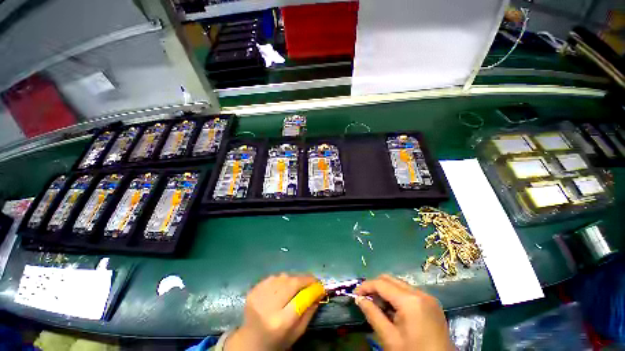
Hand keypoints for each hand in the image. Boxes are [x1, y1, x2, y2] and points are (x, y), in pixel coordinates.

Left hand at [225, 273, 320, 350]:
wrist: (249, 341)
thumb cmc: (277, 340)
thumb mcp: (297, 333)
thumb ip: (309, 312)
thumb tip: (319, 293)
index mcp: (280, 322)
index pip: (300, 298)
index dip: (312, 288)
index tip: (319, 285)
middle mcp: (268, 307)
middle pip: (291, 283)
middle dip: (304, 279)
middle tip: (311, 280)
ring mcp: (258, 296)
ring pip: (282, 277)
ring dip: (292, 278)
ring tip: (296, 285)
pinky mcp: (253, 290)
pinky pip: (273, 277)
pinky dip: (281, 279)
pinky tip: (282, 287)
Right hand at [355, 274, 452, 350]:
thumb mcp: (390, 338)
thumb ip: (373, 314)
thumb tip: (358, 299)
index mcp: (410, 301)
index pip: (381, 284)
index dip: (366, 286)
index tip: (355, 294)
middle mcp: (420, 293)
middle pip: (390, 279)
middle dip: (375, 287)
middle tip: (365, 299)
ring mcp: (428, 297)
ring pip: (399, 284)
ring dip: (385, 291)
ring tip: (378, 306)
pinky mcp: (432, 304)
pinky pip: (409, 292)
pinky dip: (397, 297)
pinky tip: (392, 310)